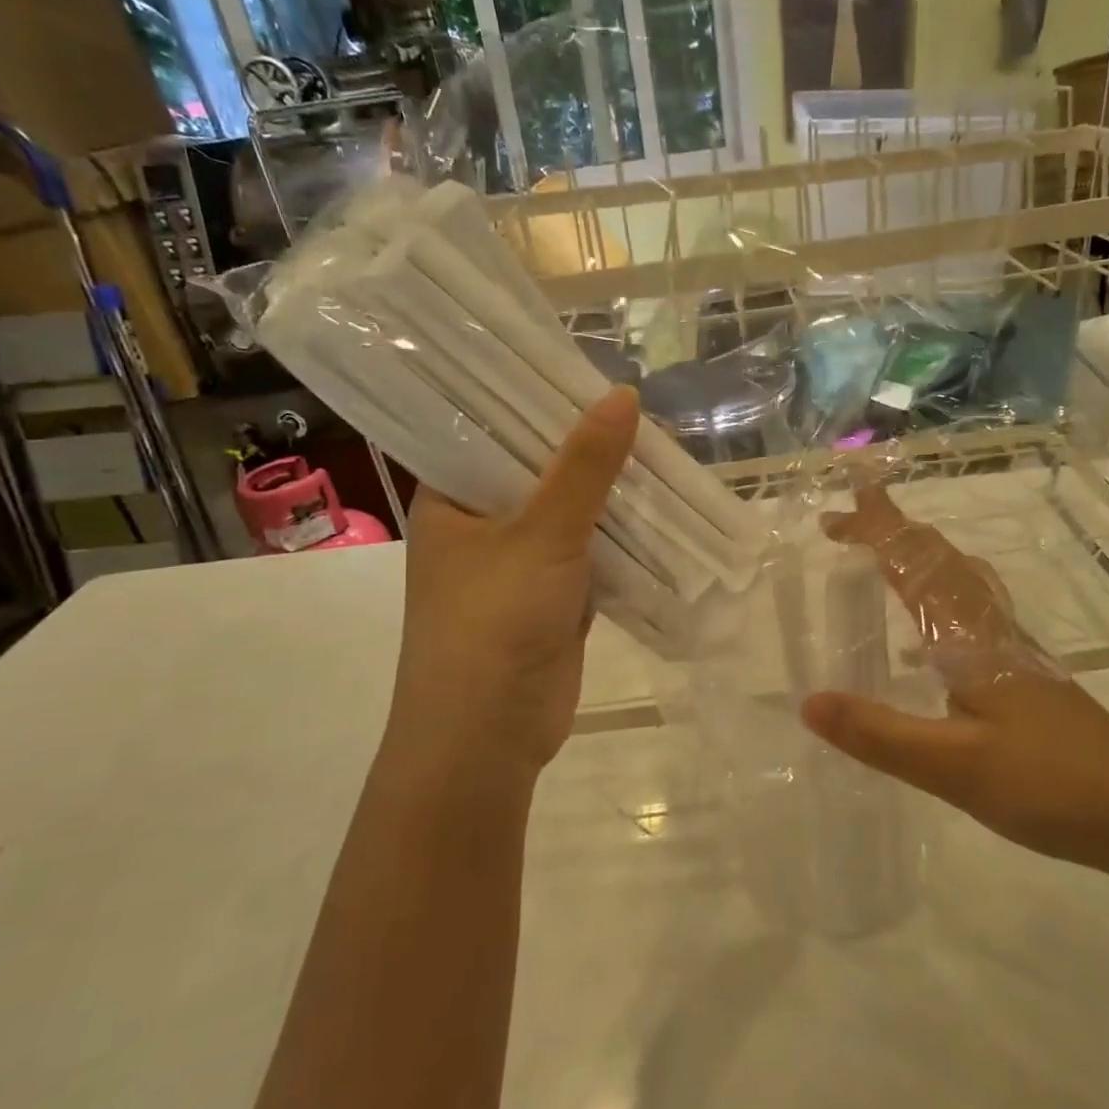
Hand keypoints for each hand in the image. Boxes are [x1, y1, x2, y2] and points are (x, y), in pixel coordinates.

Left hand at [387, 386, 640, 784]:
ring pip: (569, 514)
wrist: (488, 737)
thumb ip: (585, 467)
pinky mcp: (550, 598)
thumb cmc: (494, 621)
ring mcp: (516, 564)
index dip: (534, 400)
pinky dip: (619, 538)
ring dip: (608, 495)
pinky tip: (658, 510)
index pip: (489, 429)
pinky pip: (589, 554)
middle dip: (586, 449)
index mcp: (450, 498)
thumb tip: (625, 395)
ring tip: (658, 450)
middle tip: (639, 409)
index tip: (584, 371)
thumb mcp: (542, 533)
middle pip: (537, 470)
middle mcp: (479, 524)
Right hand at [800, 485, 1108, 872]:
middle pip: (940, 560)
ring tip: (883, 558)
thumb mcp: (954, 766)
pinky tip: (921, 645)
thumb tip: (808, 702)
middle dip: (893, 532)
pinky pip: (970, 616)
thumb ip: (879, 734)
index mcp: (971, 638)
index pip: (915, 567)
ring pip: (961, 583)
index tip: (832, 514)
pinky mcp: (1024, 677)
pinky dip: (937, 601)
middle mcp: (992, 631)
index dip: (875, 533)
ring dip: (918, 559)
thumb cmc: (1050, 784)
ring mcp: (1012, 652)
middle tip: (849, 520)